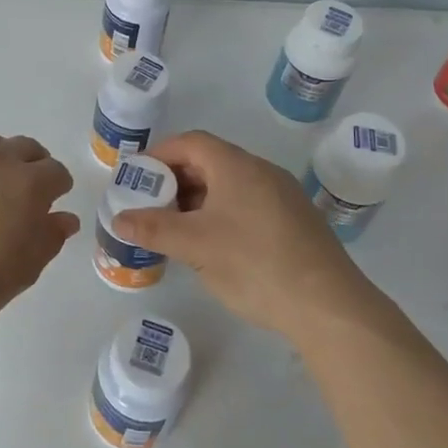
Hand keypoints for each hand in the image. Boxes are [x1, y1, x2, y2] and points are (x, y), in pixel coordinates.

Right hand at [111, 130, 364, 335]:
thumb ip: (153, 228)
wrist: (328, 306)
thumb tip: (118, 218)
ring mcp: (282, 196)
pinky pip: (247, 205)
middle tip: (150, 205)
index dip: (159, 154)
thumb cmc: (254, 264)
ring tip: (175, 229)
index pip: (191, 142)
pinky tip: (212, 246)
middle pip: (210, 162)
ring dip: (198, 200)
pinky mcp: (294, 222)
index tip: (136, 176)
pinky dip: (221, 214)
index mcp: (237, 166)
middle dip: (175, 180)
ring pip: (229, 186)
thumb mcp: (195, 246)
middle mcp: (262, 172)